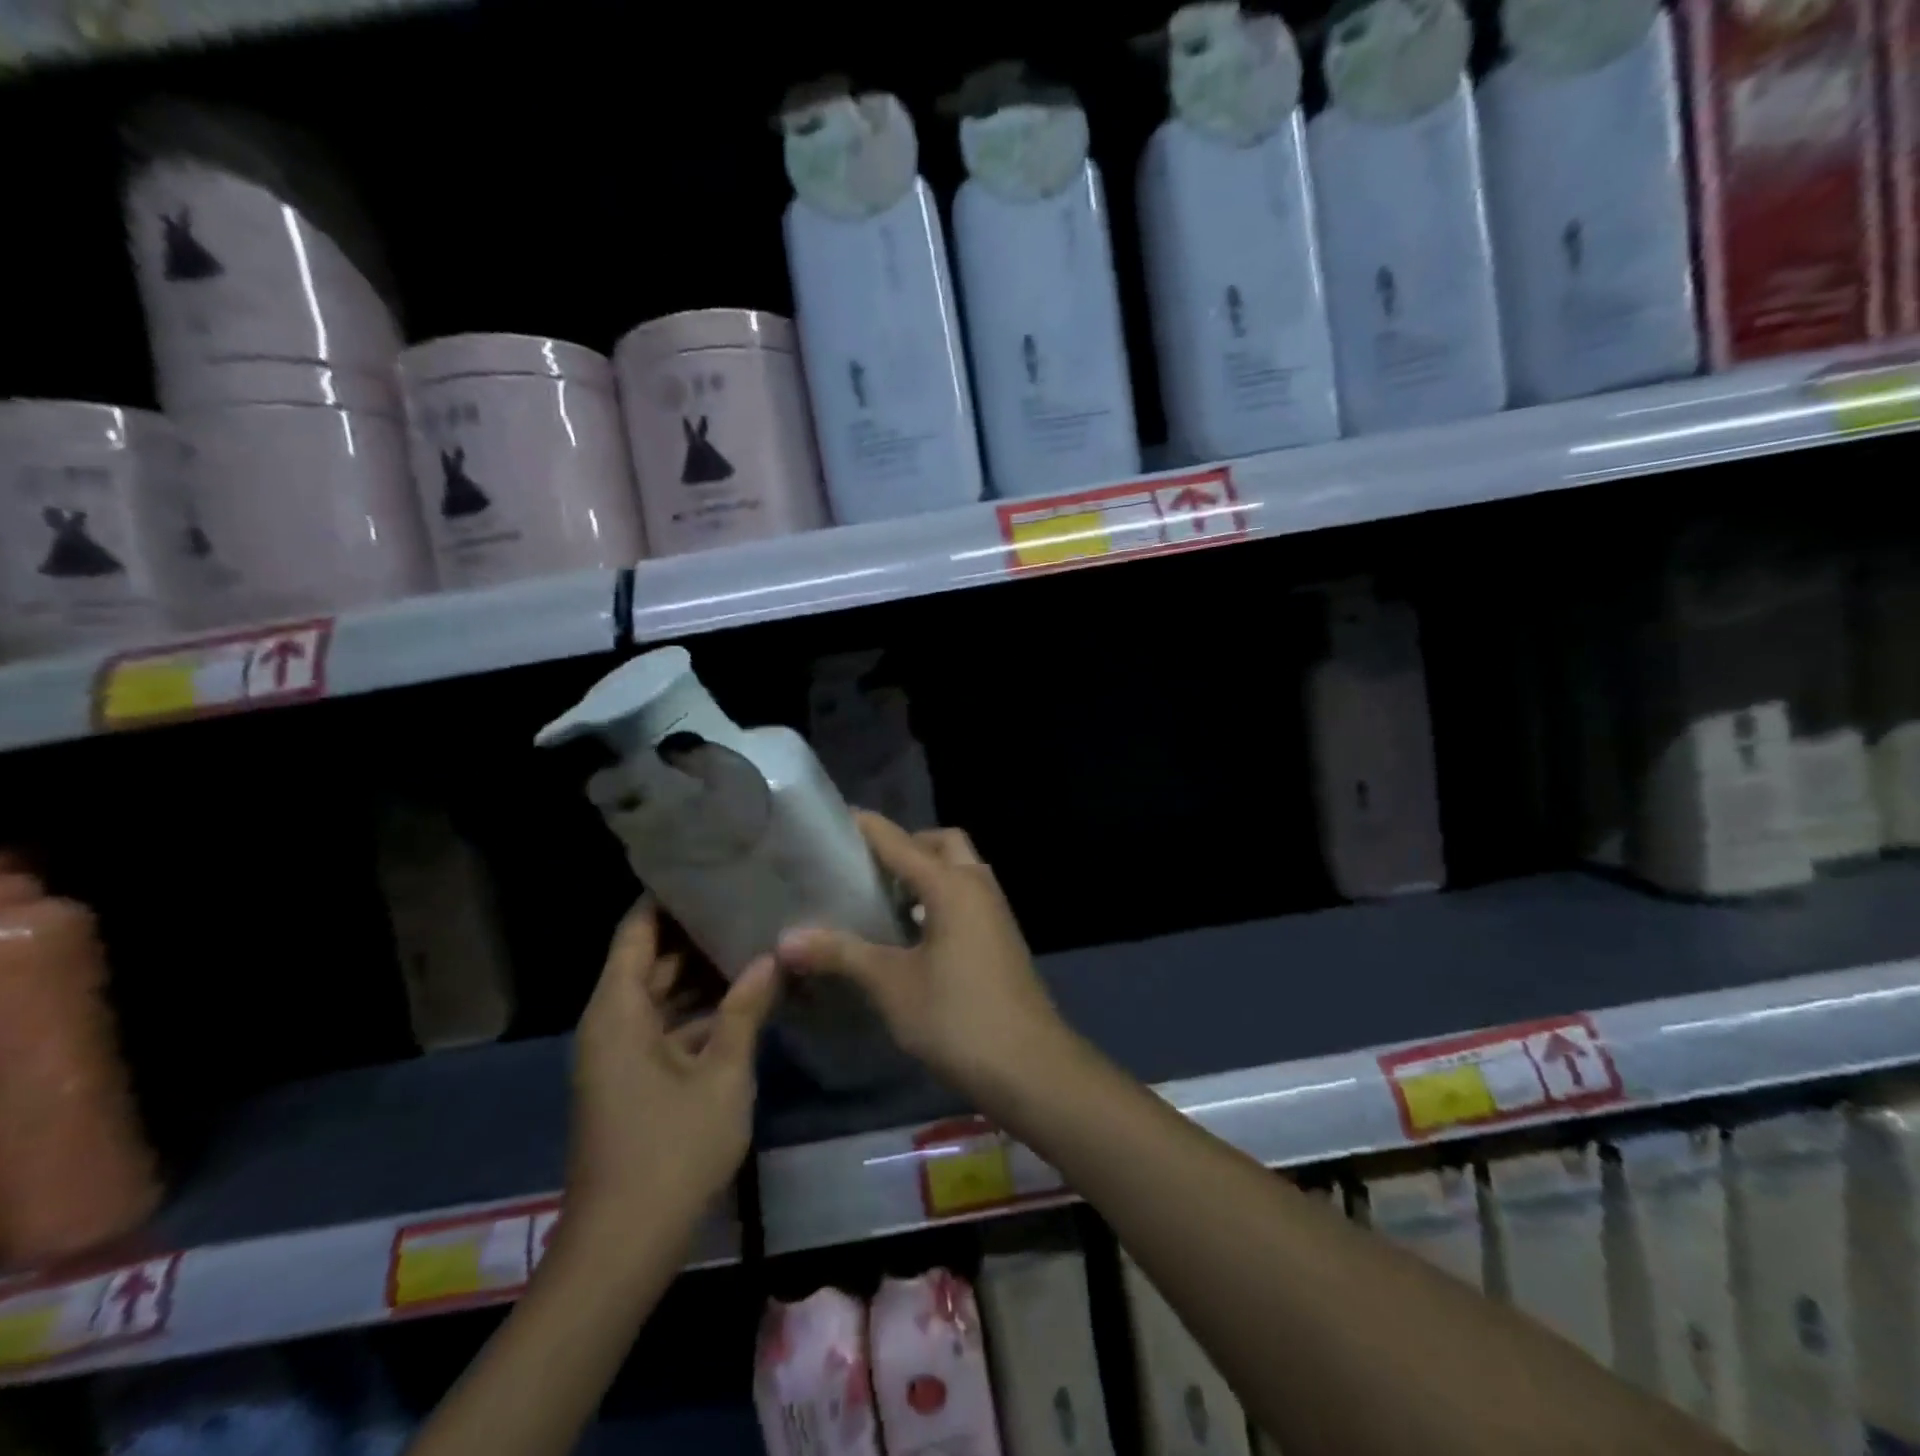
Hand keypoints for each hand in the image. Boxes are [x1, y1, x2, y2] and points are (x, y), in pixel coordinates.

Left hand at [567, 899, 777, 1240]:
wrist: (622, 1247)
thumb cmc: (670, 1150)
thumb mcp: (721, 1074)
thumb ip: (745, 1009)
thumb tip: (770, 957)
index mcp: (618, 1011)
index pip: (636, 931)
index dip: (666, 897)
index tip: (707, 867)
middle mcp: (611, 1024)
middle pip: (649, 959)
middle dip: (694, 932)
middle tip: (745, 899)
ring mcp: (621, 1055)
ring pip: (660, 995)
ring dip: (701, 974)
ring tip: (752, 938)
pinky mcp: (634, 1081)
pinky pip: (665, 1026)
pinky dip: (699, 1011)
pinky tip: (744, 998)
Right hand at [776, 814, 1070, 1107]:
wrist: (1030, 1067)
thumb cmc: (957, 1017)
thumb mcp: (892, 985)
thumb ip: (841, 954)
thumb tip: (786, 939)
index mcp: (951, 885)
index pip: (900, 842)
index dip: (866, 828)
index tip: (832, 820)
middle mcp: (977, 885)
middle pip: (941, 843)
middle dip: (906, 845)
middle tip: (865, 867)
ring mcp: (995, 912)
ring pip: (958, 870)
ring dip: (926, 873)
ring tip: (880, 899)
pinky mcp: (1000, 937)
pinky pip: (966, 897)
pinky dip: (939, 898)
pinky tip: (911, 933)